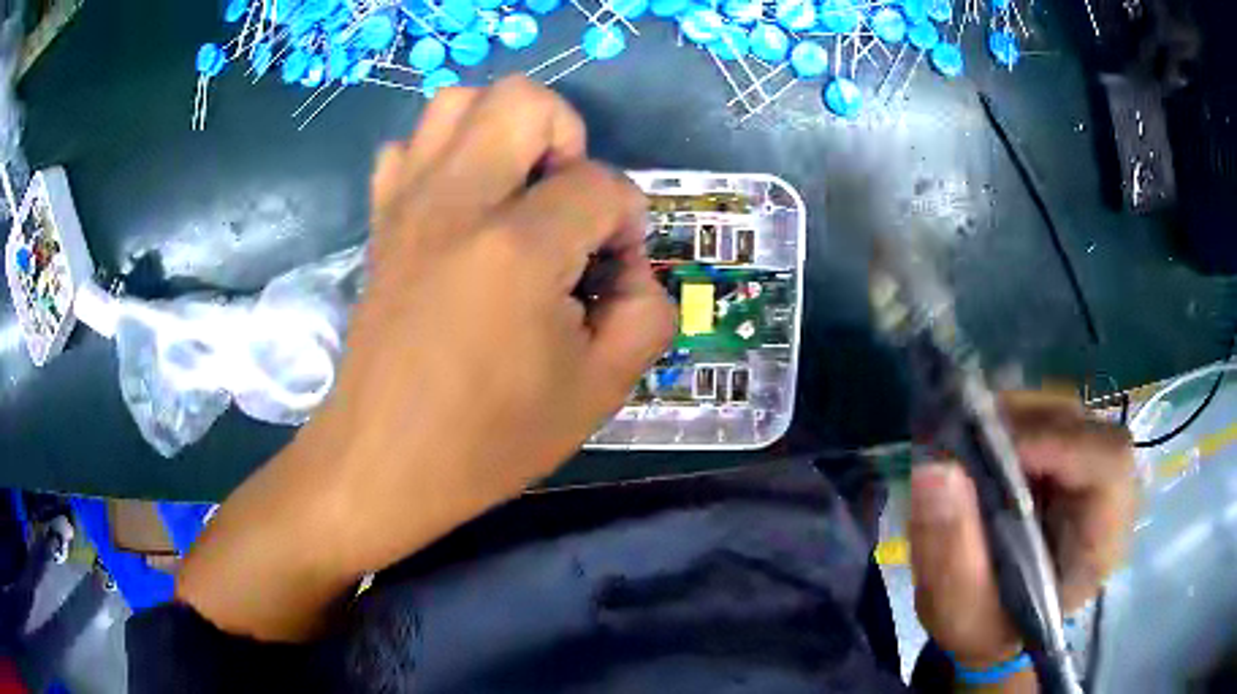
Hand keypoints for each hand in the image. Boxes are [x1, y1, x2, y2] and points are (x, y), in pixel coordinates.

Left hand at [176, 77, 674, 639]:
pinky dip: (442, 156)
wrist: (381, 463)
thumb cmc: (488, 440)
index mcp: (516, 248)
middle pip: (524, 100)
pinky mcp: (380, 221)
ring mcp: (406, 203)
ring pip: (457, 101)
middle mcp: (455, 202)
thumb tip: (631, 268)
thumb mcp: (600, 391)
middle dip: (567, 137)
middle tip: (566, 203)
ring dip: (503, 131)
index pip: (601, 185)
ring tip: (516, 192)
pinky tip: (459, 208)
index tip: (612, 275)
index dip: (626, 223)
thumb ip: (646, 313)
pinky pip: (407, 147)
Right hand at [909, 392, 1137, 671]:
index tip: (1000, 452)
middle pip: (1083, 424)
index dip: (1061, 443)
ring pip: (1061, 410)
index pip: (1108, 464)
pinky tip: (980, 446)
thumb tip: (935, 468)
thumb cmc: (987, 627)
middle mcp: (1108, 492)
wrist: (998, 624)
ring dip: (1011, 419)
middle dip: (1022, 426)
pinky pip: (1046, 415)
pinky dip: (1008, 420)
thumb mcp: (959, 612)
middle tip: (965, 442)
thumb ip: (950, 554)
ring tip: (966, 445)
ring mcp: (1089, 466)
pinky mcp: (1069, 454)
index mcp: (1101, 541)